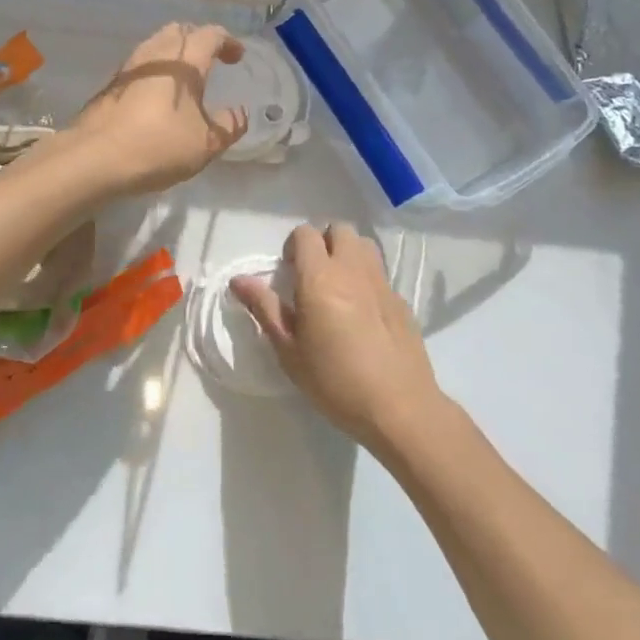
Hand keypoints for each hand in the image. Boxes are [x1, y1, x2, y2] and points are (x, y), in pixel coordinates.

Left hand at [69, 23, 247, 196]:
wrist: (95, 157)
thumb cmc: (158, 145)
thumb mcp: (206, 144)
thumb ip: (228, 125)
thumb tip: (240, 113)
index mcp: (184, 62)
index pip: (210, 36)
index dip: (227, 42)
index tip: (237, 56)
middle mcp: (155, 55)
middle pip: (179, 31)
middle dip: (198, 40)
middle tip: (210, 60)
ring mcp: (129, 67)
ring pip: (156, 44)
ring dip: (174, 52)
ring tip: (184, 76)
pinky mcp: (111, 84)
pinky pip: (140, 64)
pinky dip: (155, 69)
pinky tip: (158, 94)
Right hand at [232, 223, 441, 452]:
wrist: (400, 408)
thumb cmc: (335, 381)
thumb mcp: (289, 350)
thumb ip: (264, 308)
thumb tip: (238, 280)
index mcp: (320, 278)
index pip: (305, 234)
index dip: (293, 245)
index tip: (288, 272)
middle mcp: (352, 270)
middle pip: (339, 230)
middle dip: (323, 243)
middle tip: (312, 276)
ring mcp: (382, 283)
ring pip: (363, 245)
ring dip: (347, 254)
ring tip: (338, 286)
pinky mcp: (402, 301)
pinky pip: (379, 273)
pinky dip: (366, 279)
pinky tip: (363, 314)